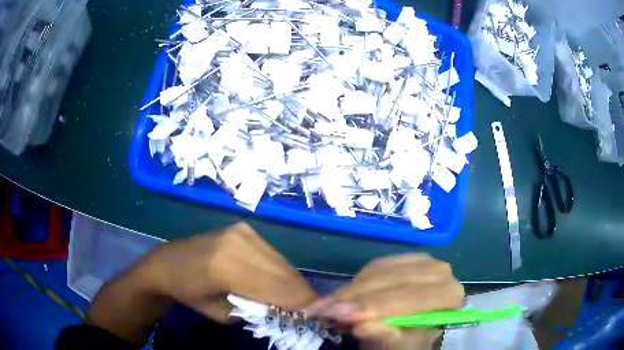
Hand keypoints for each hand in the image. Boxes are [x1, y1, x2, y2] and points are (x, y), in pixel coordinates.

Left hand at [142, 222, 317, 321]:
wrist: (168, 263)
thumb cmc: (190, 293)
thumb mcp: (222, 314)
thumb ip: (255, 311)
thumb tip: (286, 310)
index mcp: (226, 267)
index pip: (275, 288)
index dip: (299, 303)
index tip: (317, 316)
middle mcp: (238, 243)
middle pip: (283, 272)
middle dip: (301, 293)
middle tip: (315, 309)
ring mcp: (242, 231)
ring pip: (281, 261)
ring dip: (294, 282)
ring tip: (302, 299)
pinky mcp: (244, 228)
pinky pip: (272, 253)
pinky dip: (281, 270)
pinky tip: (283, 283)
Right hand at [306, 254, 463, 349]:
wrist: (413, 331)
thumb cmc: (409, 342)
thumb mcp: (397, 345)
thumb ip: (385, 336)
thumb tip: (363, 325)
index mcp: (449, 295)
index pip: (412, 297)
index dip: (375, 306)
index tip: (340, 315)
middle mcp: (441, 272)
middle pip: (395, 281)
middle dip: (357, 297)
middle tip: (323, 310)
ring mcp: (423, 260)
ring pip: (381, 270)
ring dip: (351, 290)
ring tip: (324, 306)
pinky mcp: (405, 258)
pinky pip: (375, 265)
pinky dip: (356, 281)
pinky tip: (341, 296)